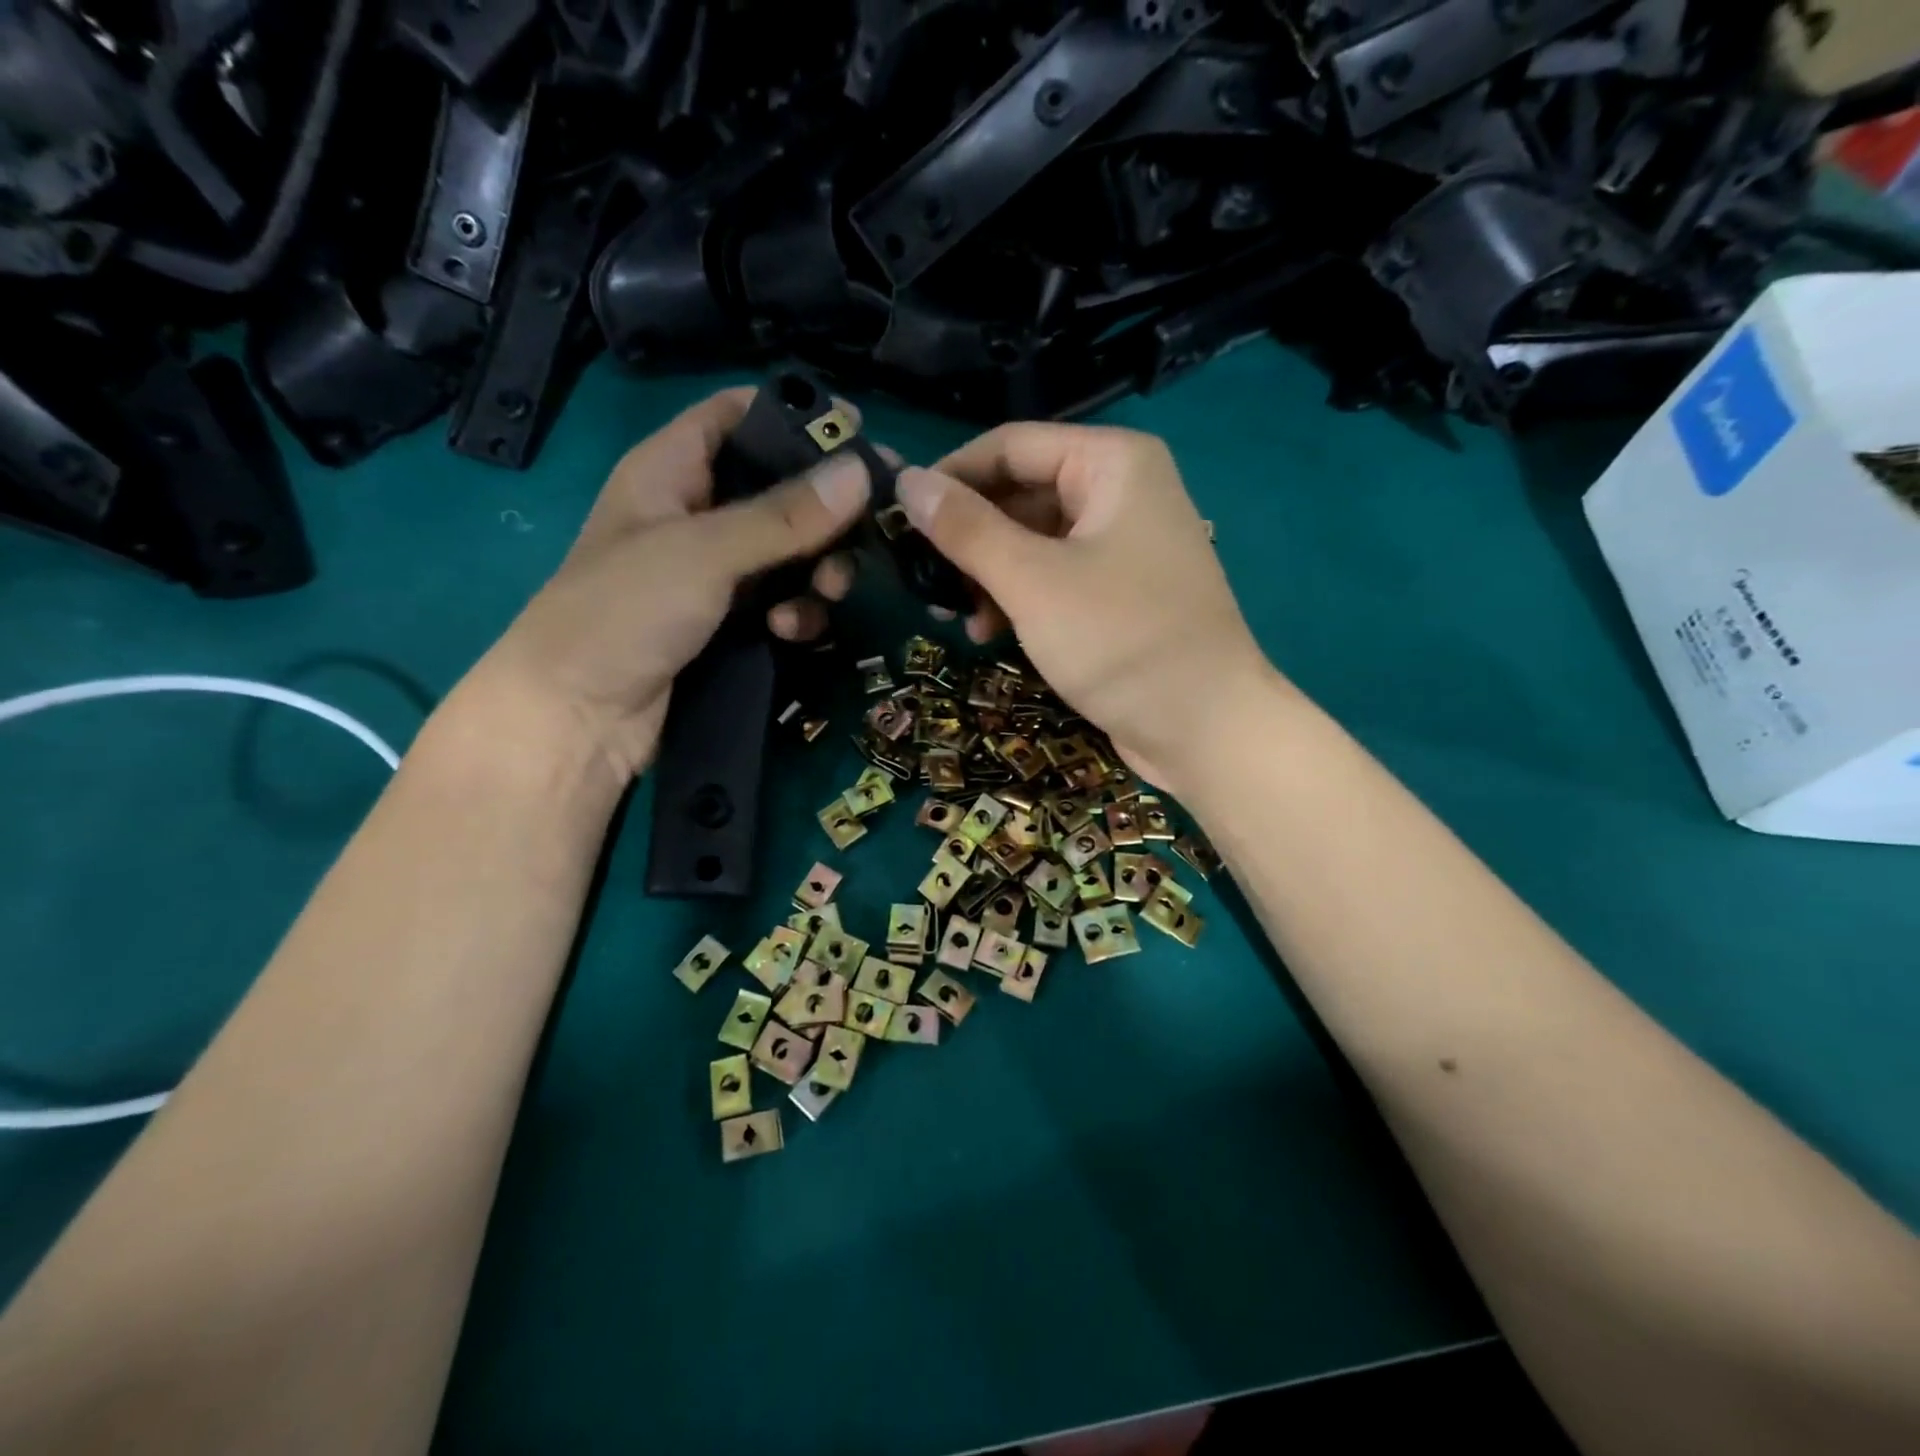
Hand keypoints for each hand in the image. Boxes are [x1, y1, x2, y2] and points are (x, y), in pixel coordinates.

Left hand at [471, 389, 871, 781]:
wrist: (579, 718)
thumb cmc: (624, 612)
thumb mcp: (704, 553)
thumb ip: (784, 516)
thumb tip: (862, 470)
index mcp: (671, 469)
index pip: (738, 415)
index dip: (795, 416)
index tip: (858, 433)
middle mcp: (697, 513)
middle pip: (779, 489)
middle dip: (825, 513)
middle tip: (870, 531)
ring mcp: (714, 572)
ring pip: (789, 552)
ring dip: (818, 571)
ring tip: (828, 592)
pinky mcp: (729, 621)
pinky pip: (782, 601)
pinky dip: (796, 612)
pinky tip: (790, 632)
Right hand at [896, 423, 1274, 792]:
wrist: (1204, 727)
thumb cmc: (1120, 640)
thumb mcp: (1032, 581)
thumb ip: (966, 529)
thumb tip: (906, 482)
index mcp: (1112, 463)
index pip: (1010, 446)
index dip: (950, 477)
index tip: (897, 517)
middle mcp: (1121, 491)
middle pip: (1020, 494)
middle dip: (969, 537)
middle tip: (922, 578)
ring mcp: (1122, 545)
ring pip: (1033, 541)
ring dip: (988, 575)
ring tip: (952, 615)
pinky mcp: (1118, 593)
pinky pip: (1054, 577)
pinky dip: (1018, 598)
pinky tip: (986, 632)